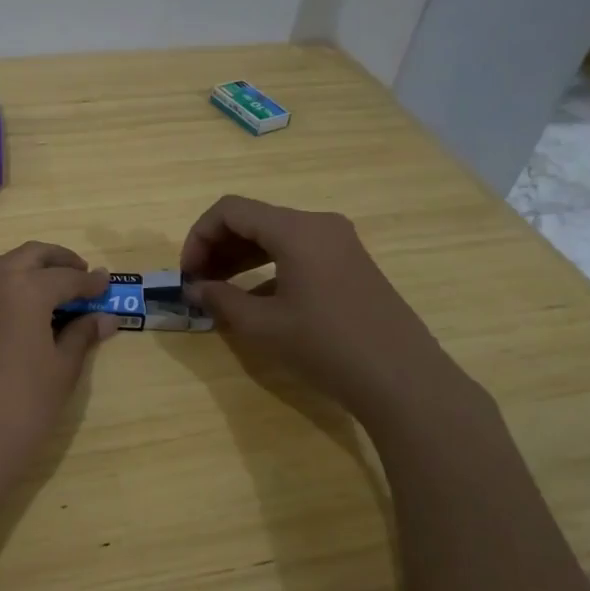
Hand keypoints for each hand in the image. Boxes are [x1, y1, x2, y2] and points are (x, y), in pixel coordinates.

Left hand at [0, 242, 115, 491]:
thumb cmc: (20, 408)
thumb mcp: (61, 371)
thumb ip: (81, 336)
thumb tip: (105, 317)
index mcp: (25, 289)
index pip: (66, 277)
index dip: (90, 282)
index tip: (108, 285)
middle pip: (31, 255)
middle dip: (59, 260)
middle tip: (82, 276)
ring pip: (3, 266)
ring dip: (30, 268)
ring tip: (54, 291)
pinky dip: (9, 285)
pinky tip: (24, 312)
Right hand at [181, 195, 477, 432]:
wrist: (402, 379)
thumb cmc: (325, 346)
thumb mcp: (262, 326)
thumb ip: (221, 299)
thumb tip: (195, 288)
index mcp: (296, 229)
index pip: (230, 211)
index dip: (199, 237)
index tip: (188, 274)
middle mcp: (319, 225)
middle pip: (253, 219)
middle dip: (218, 247)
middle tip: (198, 283)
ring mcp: (339, 243)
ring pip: (275, 236)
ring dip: (241, 258)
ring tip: (220, 290)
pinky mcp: (350, 265)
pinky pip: (297, 252)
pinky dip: (268, 268)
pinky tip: (256, 300)